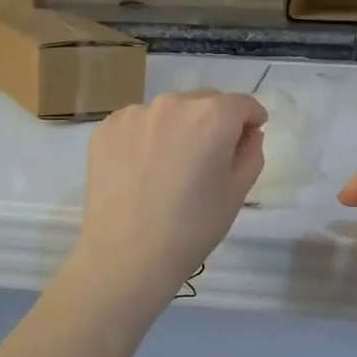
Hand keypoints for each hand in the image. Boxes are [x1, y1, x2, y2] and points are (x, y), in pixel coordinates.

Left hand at [71, 90, 266, 302]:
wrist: (127, 254)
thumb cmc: (193, 226)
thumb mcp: (237, 192)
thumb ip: (250, 153)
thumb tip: (247, 135)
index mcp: (212, 115)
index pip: (242, 104)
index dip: (251, 120)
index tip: (247, 140)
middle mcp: (173, 103)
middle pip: (204, 102)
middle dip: (213, 123)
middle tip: (207, 160)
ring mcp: (134, 114)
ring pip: (168, 113)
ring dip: (177, 129)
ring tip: (169, 168)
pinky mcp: (105, 130)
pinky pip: (137, 125)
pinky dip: (145, 139)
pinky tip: (141, 172)